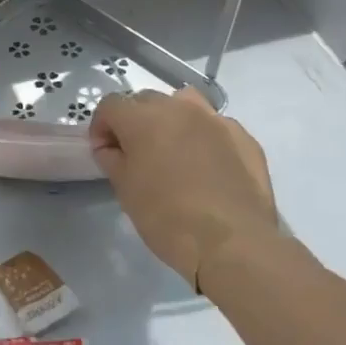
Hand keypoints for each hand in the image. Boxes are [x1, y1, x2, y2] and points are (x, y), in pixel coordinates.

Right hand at [89, 88, 281, 289]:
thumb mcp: (125, 190)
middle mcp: (179, 108)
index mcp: (143, 118)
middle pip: (146, 100)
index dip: (101, 127)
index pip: (110, 105)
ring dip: (171, 119)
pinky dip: (203, 137)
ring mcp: (215, 120)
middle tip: (136, 154)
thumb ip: (112, 159)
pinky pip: (214, 126)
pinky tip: (207, 167)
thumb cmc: (167, 218)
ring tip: (173, 150)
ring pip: (184, 104)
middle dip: (135, 122)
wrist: (233, 244)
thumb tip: (111, 148)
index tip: (104, 153)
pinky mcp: (244, 137)